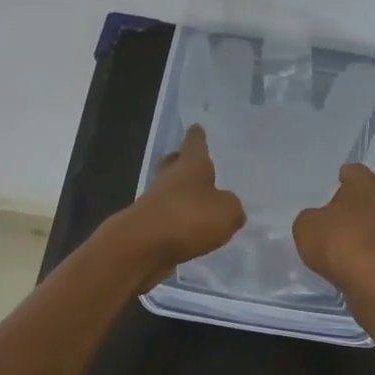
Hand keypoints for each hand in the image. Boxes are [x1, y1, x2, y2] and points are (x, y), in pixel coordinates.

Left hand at [117, 126, 246, 289]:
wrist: (142, 246)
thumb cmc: (188, 218)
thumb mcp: (227, 212)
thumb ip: (232, 207)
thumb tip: (227, 207)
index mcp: (191, 165)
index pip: (195, 143)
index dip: (197, 136)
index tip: (196, 127)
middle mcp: (170, 178)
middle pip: (174, 164)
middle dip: (181, 162)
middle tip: (190, 161)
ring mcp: (155, 202)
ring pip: (169, 192)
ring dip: (181, 195)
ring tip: (199, 203)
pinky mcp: (148, 227)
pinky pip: (167, 218)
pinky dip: (177, 221)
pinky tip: (190, 230)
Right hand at [293, 163, 374, 298]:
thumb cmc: (340, 242)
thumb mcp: (306, 227)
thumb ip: (310, 218)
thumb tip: (317, 221)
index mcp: (366, 183)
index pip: (355, 171)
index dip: (344, 176)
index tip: (337, 181)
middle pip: (371, 195)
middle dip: (357, 202)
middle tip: (338, 211)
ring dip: (365, 226)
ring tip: (344, 237)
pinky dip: (369, 249)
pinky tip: (354, 258)